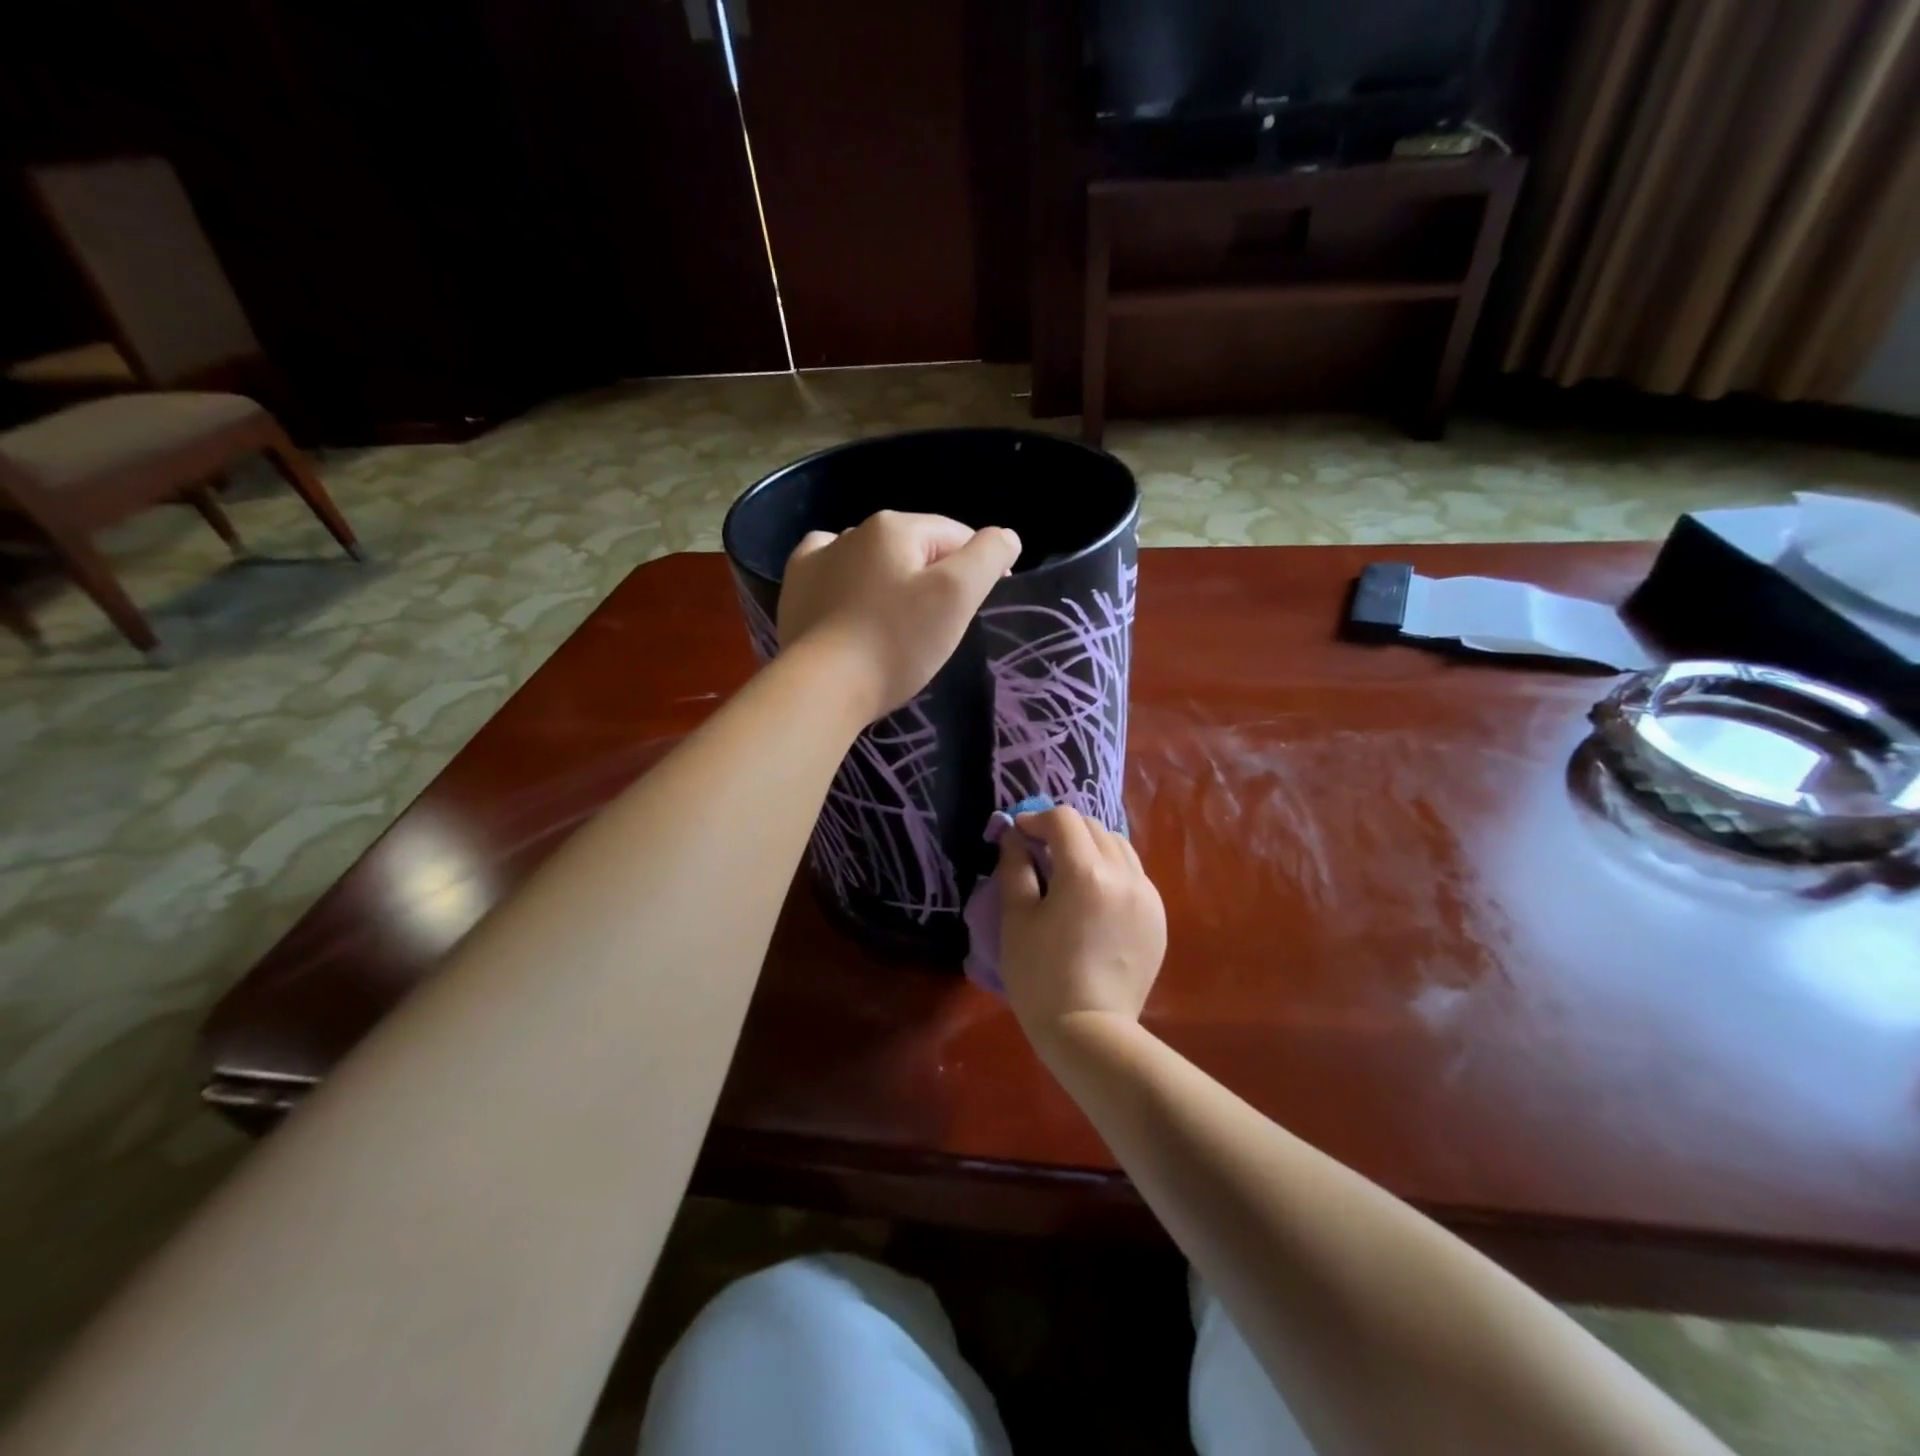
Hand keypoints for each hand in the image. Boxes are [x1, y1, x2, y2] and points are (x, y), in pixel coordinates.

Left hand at [778, 511, 1020, 720]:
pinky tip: (853, 603)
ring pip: (874, 561)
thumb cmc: (896, 641)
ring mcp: (818, 558)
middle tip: (943, 624)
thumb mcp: (957, 595)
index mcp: (895, 527)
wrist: (823, 686)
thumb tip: (1005, 536)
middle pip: (915, 548)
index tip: (985, 606)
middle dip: (935, 576)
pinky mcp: (796, 588)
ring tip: (899, 622)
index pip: (955, 535)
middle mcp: (853, 531)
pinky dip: (849, 583)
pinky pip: (833, 574)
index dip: (979, 566)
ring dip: (893, 580)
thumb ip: (987, 556)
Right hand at [997, 806, 1166, 1054]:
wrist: (1090, 1032)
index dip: (1037, 819)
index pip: (1064, 819)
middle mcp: (1124, 875)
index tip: (1019, 835)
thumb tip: (1015, 836)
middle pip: (1093, 827)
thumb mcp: (1016, 919)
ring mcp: (1147, 897)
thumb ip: (1015, 868)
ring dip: (1091, 847)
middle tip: (1040, 851)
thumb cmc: (1041, 977)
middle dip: (1064, 830)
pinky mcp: (1158, 918)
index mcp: (1086, 873)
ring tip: (1070, 872)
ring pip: (1119, 848)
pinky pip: (1134, 876)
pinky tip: (1095, 898)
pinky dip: (1112, 871)